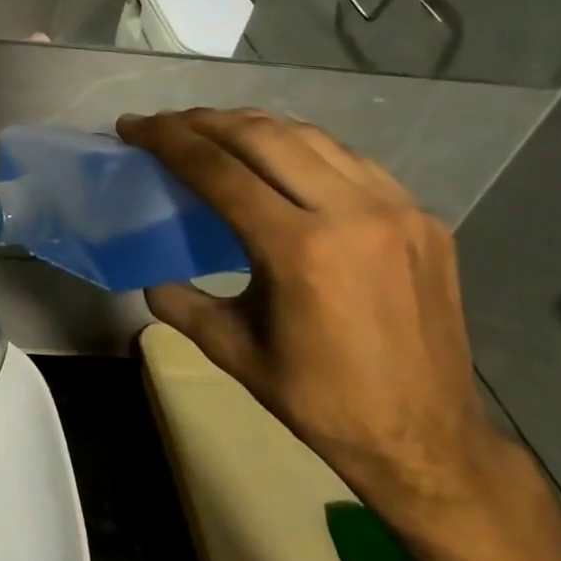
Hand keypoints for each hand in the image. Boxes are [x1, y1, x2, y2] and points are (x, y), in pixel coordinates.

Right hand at [117, 108, 501, 517]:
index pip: (219, 170)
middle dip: (203, 121)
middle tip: (165, 125)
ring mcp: (397, 209)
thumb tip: (151, 278)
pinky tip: (278, 160)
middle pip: (263, 136)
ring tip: (212, 131)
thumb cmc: (321, 401)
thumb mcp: (233, 352)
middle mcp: (353, 212)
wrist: (427, 439)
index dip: (168, 141)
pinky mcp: (423, 216)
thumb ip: (180, 303)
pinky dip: (301, 148)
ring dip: (251, 126)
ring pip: (310, 137)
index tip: (133, 127)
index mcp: (301, 249)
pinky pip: (350, 160)